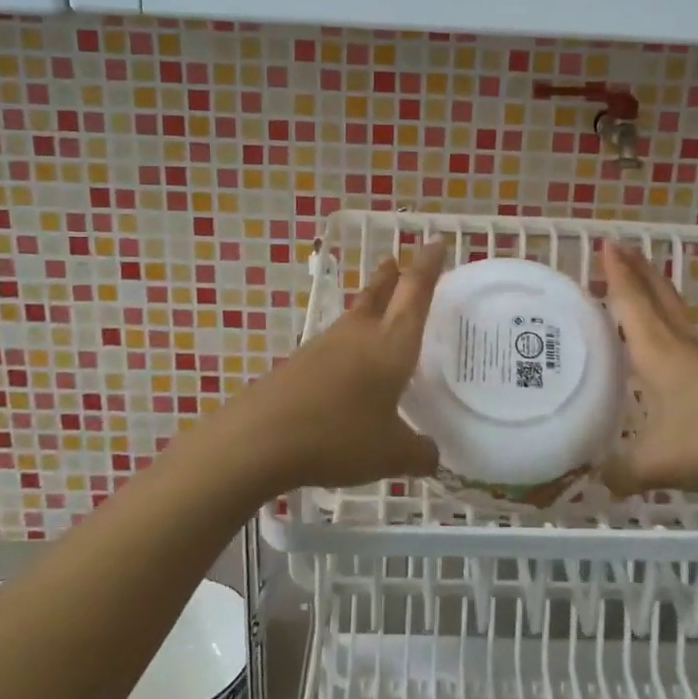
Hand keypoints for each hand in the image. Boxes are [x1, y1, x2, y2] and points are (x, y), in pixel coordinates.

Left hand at [219, 239, 446, 492]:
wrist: (261, 437)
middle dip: (395, 274)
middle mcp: (360, 334)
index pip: (416, 292)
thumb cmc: (339, 435)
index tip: (436, 242)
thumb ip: (419, 454)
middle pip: (381, 292)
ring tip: (380, 302)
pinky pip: (336, 340)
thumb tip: (433, 456)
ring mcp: (326, 345)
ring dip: (371, 301)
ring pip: (356, 313)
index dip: (428, 266)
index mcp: (391, 344)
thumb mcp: (391, 454)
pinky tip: (349, 359)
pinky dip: (351, 338)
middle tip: (402, 260)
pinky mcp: (301, 362)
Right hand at [598, 241, 697, 497]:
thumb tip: (598, 481)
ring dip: (656, 294)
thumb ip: (622, 472)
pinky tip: (672, 346)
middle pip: (658, 298)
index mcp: (659, 353)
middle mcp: (683, 346)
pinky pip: (690, 339)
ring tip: (642, 286)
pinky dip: (672, 326)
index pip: (631, 304)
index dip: (617, 274)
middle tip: (621, 247)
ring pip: (677, 316)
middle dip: (638, 271)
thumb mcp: (659, 464)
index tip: (606, 242)